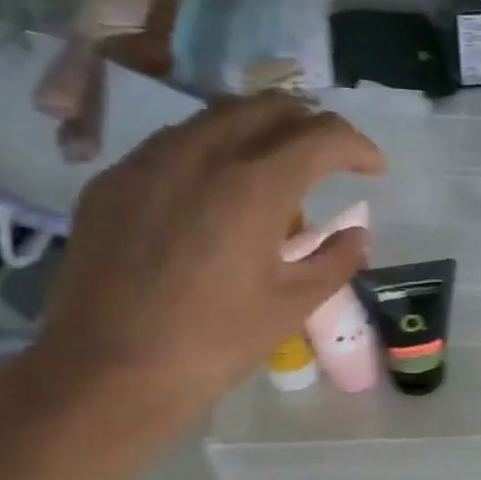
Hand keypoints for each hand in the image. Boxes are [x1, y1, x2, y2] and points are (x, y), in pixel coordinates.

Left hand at [28, 92, 384, 427]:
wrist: (106, 372)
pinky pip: (174, 142)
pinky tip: (217, 193)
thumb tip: (356, 234)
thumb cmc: (215, 342)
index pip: (322, 136)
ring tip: (276, 173)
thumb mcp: (294, 304)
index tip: (373, 169)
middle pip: (269, 107)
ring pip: (217, 116)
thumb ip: (335, 259)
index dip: (358, 146)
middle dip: (311, 125)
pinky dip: (213, 150)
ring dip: (261, 131)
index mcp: (255, 186)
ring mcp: (148, 162)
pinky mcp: (112, 181)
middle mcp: (201, 155)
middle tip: (331, 160)